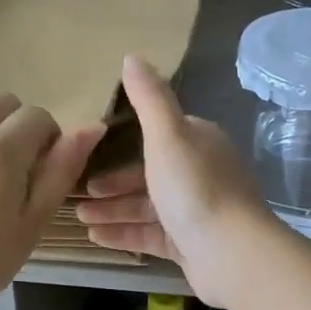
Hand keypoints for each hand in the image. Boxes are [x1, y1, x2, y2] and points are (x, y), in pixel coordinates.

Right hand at [74, 55, 280, 306]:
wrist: (232, 254)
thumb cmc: (195, 188)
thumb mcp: (167, 135)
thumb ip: (149, 98)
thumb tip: (132, 55)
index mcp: (199, 143)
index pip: (159, 135)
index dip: (125, 142)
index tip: (91, 150)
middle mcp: (201, 174)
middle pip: (150, 174)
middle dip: (113, 183)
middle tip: (79, 191)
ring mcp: (197, 212)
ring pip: (148, 207)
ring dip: (113, 210)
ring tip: (79, 216)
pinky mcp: (191, 244)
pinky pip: (152, 235)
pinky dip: (125, 234)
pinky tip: (96, 237)